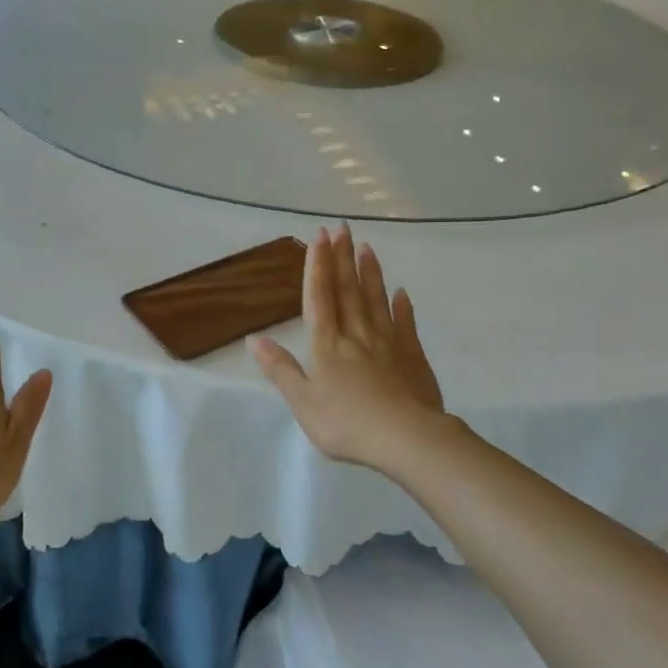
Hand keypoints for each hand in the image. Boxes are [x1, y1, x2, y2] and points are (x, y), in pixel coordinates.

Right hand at [251, 225, 448, 475]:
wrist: (405, 439)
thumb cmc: (346, 423)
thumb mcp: (302, 401)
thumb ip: (280, 369)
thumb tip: (254, 339)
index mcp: (327, 345)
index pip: (320, 298)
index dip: (317, 267)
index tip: (319, 238)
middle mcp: (357, 335)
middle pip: (348, 290)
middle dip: (342, 258)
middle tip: (342, 228)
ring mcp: (388, 343)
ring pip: (376, 300)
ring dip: (370, 273)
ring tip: (367, 247)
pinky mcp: (413, 357)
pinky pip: (406, 325)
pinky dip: (402, 307)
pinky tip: (402, 292)